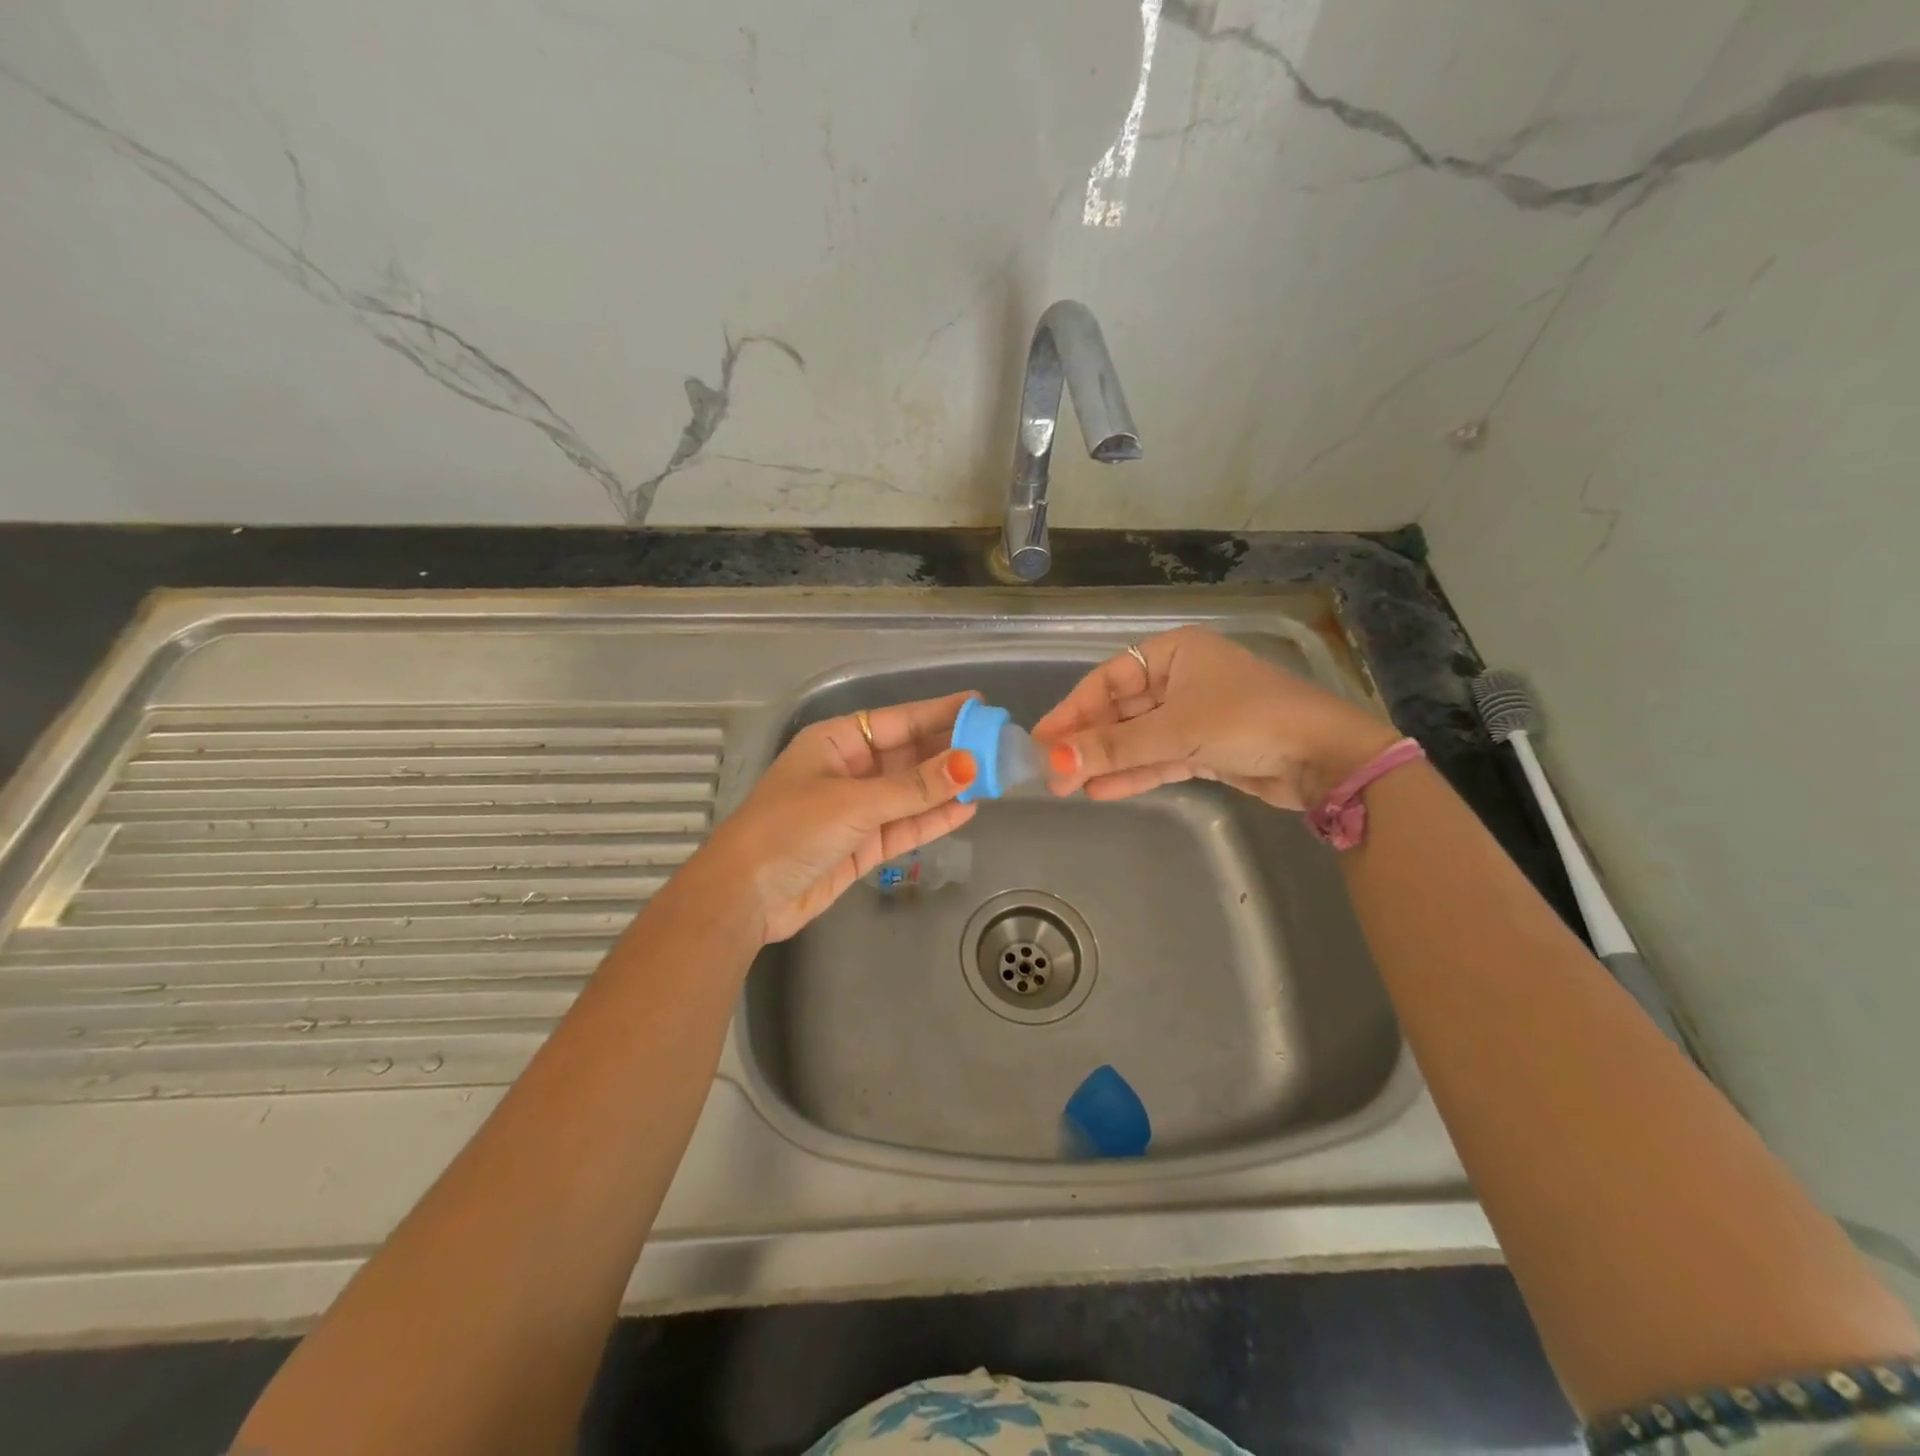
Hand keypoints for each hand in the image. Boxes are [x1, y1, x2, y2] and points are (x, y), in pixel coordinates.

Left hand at [701, 692, 978, 942]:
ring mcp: (857, 809)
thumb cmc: (791, 830)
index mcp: (836, 741)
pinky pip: (905, 825)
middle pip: (909, 755)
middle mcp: (849, 769)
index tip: (979, 705)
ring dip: (947, 787)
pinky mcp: (863, 845)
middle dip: (950, 752)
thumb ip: (915, 787)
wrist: (746, 897)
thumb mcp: (855, 803)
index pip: (898, 720)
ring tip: (993, 777)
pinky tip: (967, 809)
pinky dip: (933, 819)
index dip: (939, 713)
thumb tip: (970, 764)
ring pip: (911, 792)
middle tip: (997, 745)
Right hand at [1032, 626, 1399, 810]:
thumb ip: (1114, 747)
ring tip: (1067, 786)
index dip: (1072, 710)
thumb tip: (1053, 761)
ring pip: (1137, 737)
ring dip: (1106, 761)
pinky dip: (1133, 773)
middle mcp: (1181, 679)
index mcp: (1175, 653)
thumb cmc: (1249, 721)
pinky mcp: (1205, 748)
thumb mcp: (1175, 731)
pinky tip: (1100, 791)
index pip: (1107, 680)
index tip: (1041, 740)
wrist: (1327, 759)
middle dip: (1088, 741)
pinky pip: (1158, 758)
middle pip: (1120, 710)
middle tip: (1050, 771)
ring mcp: (1194, 715)